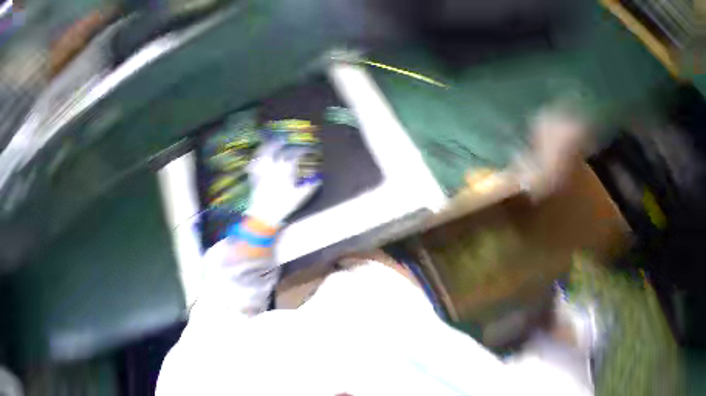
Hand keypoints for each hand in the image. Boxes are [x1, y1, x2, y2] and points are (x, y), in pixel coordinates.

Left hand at [244, 139, 321, 227]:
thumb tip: (319, 179)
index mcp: (285, 173)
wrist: (264, 215)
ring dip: (266, 147)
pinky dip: (256, 159)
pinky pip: (254, 164)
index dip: (301, 151)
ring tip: (270, 143)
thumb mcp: (300, 197)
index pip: (293, 157)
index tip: (307, 150)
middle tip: (285, 140)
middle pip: (276, 152)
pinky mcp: (255, 178)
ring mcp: (262, 172)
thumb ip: (310, 187)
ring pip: (262, 155)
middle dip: (281, 144)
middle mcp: (272, 169)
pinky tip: (257, 157)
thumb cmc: (284, 205)